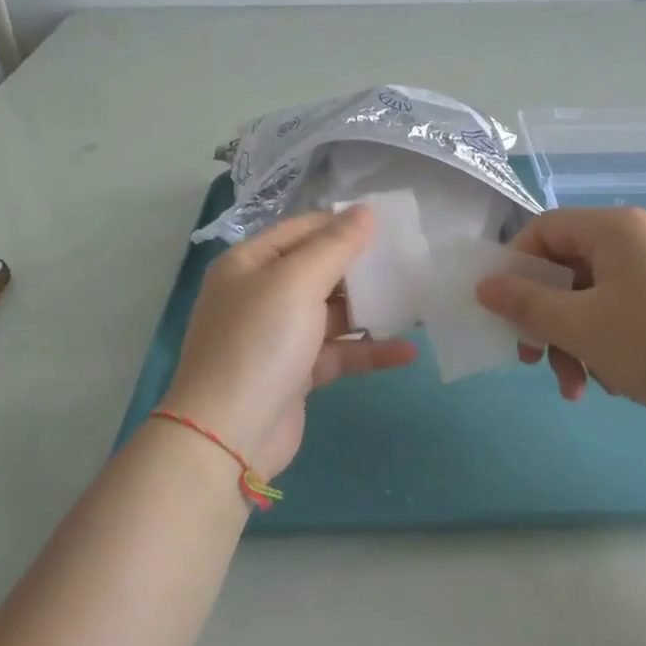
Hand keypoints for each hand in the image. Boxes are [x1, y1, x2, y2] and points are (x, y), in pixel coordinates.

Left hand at [159, 207, 417, 477]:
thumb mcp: (297, 283)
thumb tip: (366, 210)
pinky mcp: (296, 373)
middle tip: (410, 261)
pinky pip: (337, 353)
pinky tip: (408, 350)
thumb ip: (335, 246)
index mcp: (249, 264)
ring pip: (332, 314)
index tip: (390, 224)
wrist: (228, 434)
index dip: (343, 224)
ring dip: (371, 310)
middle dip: (362, 268)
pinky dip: (368, 351)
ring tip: (417, 302)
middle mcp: (260, 295)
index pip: (301, 230)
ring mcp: (278, 336)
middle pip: (319, 271)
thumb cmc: (259, 343)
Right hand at [475, 206, 645, 417]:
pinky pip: (625, 311)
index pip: (544, 229)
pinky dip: (608, 343)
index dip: (515, 266)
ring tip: (577, 388)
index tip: (504, 309)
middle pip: (568, 269)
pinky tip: (614, 382)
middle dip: (546, 320)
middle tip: (533, 360)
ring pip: (595, 298)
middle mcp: (640, 238)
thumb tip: (484, 285)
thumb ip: (526, 304)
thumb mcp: (580, 327)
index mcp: (615, 228)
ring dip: (575, 342)